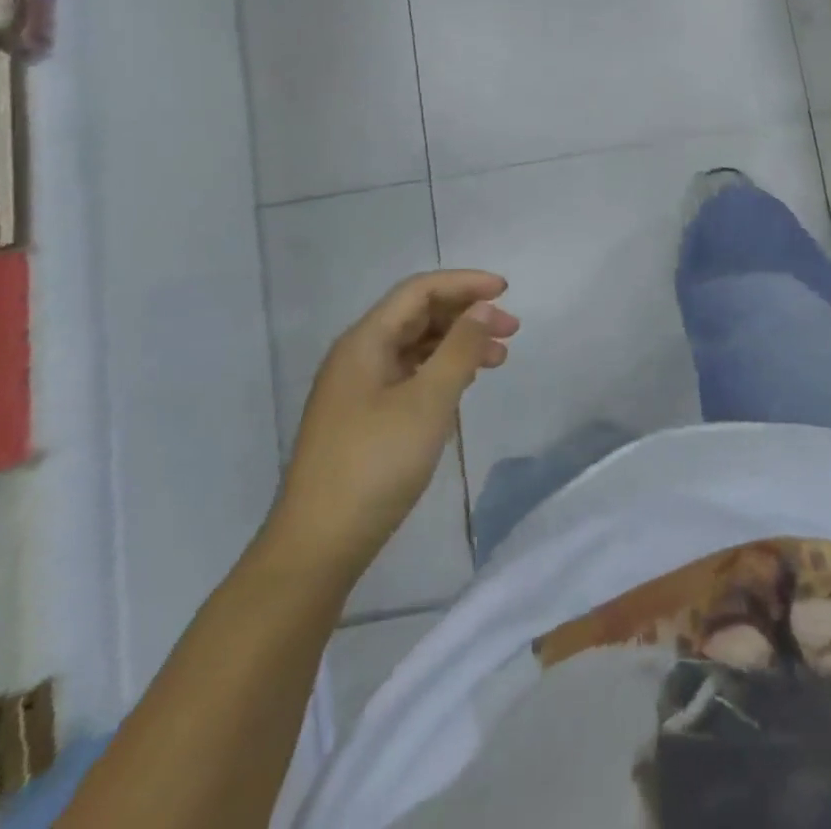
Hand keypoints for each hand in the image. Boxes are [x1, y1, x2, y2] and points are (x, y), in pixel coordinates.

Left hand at [267, 271, 518, 577]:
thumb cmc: (375, 465)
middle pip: (418, 316)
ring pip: (416, 347)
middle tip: (511, 330)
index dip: (464, 284)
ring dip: (458, 344)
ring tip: (499, 359)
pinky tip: (465, 384)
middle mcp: (359, 356)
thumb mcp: (427, 402)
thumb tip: (484, 307)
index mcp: (365, 342)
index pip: (419, 291)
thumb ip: (460, 349)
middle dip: (466, 315)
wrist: (318, 546)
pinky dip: (442, 371)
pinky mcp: (364, 417)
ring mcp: (359, 388)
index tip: (506, 291)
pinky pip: (410, 375)